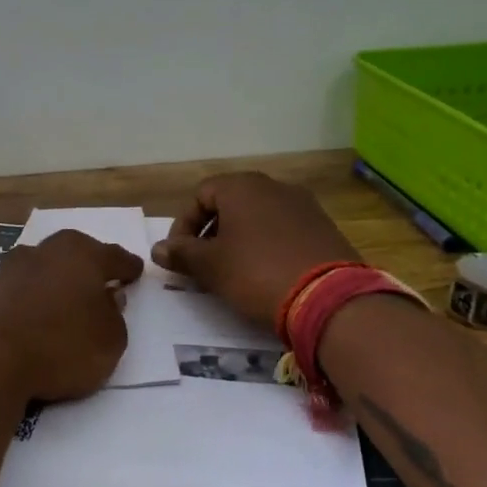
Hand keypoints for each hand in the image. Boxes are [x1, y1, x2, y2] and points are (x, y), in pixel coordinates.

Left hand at [0, 230, 143, 402]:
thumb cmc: (61, 347)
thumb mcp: (110, 342)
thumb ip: (114, 317)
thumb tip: (108, 298)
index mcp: (82, 256)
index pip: (114, 257)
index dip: (127, 267)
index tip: (135, 271)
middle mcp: (44, 252)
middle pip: (71, 253)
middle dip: (84, 266)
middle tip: (96, 282)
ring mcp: (7, 269)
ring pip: (37, 268)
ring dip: (49, 281)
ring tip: (57, 302)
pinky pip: (12, 292)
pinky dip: (21, 301)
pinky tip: (24, 319)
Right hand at [151, 172, 358, 327]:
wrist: (329, 299)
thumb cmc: (257, 273)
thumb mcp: (210, 266)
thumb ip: (181, 254)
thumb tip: (158, 249)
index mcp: (242, 186)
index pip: (200, 195)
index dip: (183, 225)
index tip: (179, 256)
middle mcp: (274, 186)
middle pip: (230, 204)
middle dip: (211, 233)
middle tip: (203, 265)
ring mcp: (304, 206)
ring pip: (258, 218)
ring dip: (239, 240)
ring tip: (233, 273)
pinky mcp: (324, 228)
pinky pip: (284, 231)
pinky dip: (267, 247)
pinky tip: (266, 275)